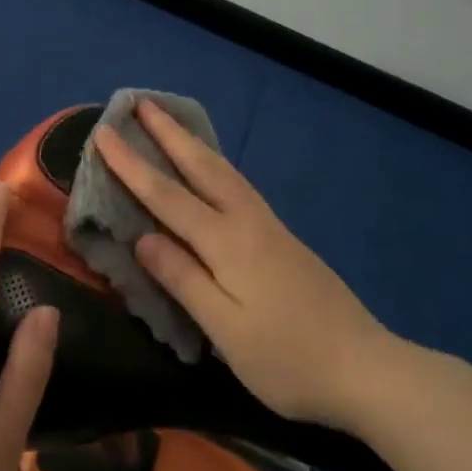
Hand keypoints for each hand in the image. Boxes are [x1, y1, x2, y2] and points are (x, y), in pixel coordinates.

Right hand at [94, 101, 394, 430]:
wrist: (367, 368)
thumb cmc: (288, 359)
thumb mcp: (227, 330)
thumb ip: (184, 279)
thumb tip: (142, 238)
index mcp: (227, 243)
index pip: (167, 195)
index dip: (132, 164)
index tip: (104, 132)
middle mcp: (248, 222)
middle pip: (201, 166)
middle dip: (168, 133)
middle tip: (142, 102)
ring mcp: (270, 227)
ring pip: (224, 171)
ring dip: (193, 143)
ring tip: (172, 123)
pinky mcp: (283, 239)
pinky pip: (238, 185)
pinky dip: (215, 164)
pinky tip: (213, 170)